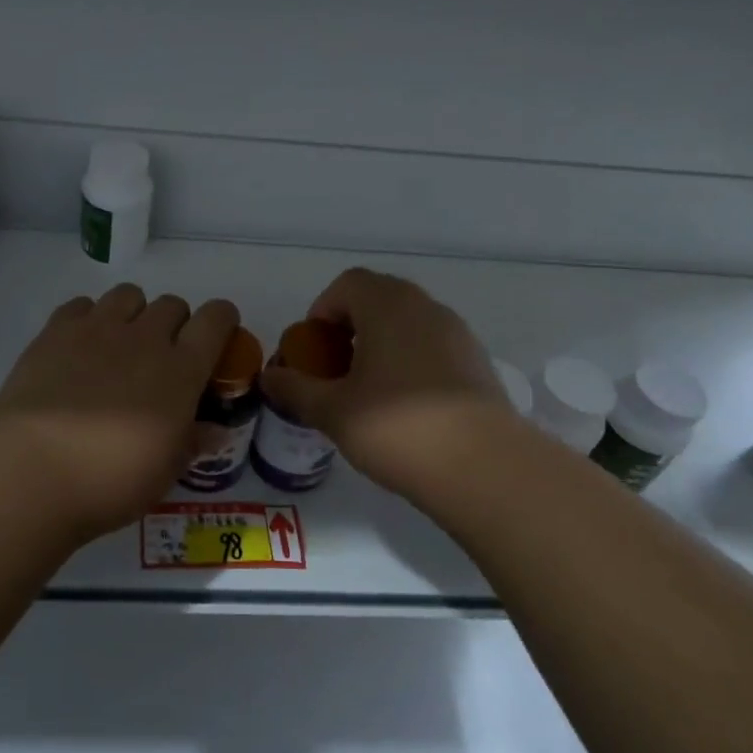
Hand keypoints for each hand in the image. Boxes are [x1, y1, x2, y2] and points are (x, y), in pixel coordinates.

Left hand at [0, 284, 239, 538]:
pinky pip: (81, 304)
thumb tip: (213, 430)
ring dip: (134, 313)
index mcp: (180, 371)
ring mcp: (97, 330)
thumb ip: (192, 442)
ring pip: (128, 295)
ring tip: (120, 345)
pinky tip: (79, 347)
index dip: (222, 319)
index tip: (218, 334)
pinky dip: (88, 318)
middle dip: (175, 323)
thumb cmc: (111, 481)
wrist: (33, 472)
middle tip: (162, 356)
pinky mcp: (55, 332)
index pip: (215, 320)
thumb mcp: (165, 471)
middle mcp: (144, 338)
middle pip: (172, 304)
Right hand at [261, 268, 512, 500]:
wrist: (483, 468)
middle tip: (335, 370)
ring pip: (407, 325)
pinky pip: (432, 348)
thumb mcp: (332, 411)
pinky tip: (404, 409)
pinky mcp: (477, 363)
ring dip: (380, 346)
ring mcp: (457, 334)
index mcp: (388, 305)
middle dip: (349, 329)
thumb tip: (269, 377)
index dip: (322, 312)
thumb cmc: (396, 427)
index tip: (314, 351)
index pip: (347, 284)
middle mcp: (426, 308)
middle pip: (378, 300)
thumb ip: (295, 389)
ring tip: (367, 392)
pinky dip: (410, 363)